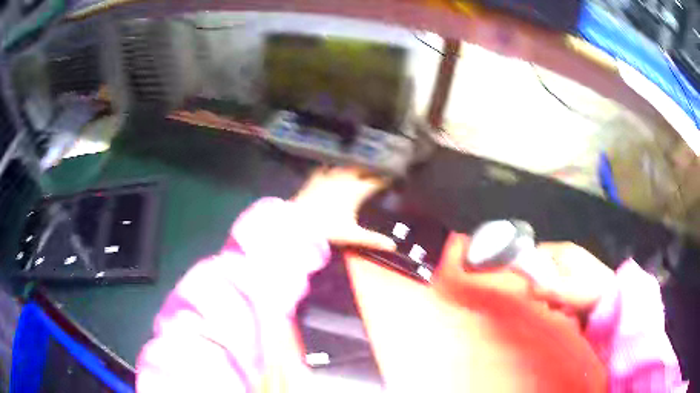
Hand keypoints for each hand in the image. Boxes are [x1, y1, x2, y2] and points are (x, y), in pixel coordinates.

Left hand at [292, 167, 395, 250]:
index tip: (392, 178)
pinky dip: (332, 166)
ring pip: (345, 165)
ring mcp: (329, 176)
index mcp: (356, 191)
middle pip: (362, 168)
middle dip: (370, 169)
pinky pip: (326, 167)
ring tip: (358, 166)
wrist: (298, 223)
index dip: (385, 179)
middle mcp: (345, 179)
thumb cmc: (328, 229)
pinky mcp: (315, 178)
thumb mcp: (353, 235)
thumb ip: (373, 239)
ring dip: (353, 165)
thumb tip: (393, 246)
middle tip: (377, 170)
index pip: (376, 181)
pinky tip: (331, 166)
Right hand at [531, 242, 615, 313]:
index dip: (530, 267)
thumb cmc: (588, 290)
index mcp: (563, 251)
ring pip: (553, 279)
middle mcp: (568, 255)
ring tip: (563, 306)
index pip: (538, 252)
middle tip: (550, 301)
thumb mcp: (564, 292)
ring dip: (554, 295)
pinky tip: (570, 306)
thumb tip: (527, 289)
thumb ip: (544, 289)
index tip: (529, 286)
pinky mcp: (581, 277)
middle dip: (544, 287)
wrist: (613, 297)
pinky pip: (563, 285)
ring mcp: (575, 266)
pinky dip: (563, 297)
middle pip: (544, 268)